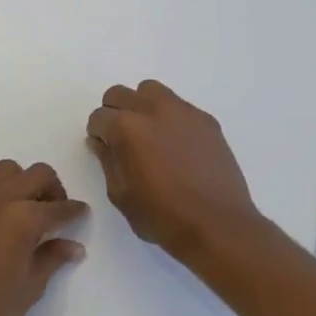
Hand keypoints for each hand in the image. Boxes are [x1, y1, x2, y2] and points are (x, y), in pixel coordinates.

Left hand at [0, 161, 87, 315]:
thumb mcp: (30, 288)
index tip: (81, 214)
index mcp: (23, 219)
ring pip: (6, 171)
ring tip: (23, 212)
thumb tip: (74, 246)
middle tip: (54, 214)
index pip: (59, 208)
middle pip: (36, 174)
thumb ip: (52, 258)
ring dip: (21, 184)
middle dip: (52, 189)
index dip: (74, 212)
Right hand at [86, 81, 260, 260]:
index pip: (99, 117)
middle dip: (114, 113)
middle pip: (120, 94)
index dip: (98, 134)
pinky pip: (179, 106)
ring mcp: (183, 112)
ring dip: (141, 106)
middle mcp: (153, 110)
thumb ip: (107, 160)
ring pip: (151, 91)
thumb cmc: (162, 216)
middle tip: (121, 139)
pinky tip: (176, 145)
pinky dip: (169, 117)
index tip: (105, 149)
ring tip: (149, 135)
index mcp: (126, 128)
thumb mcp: (120, 195)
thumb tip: (101, 141)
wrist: (217, 224)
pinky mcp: (206, 120)